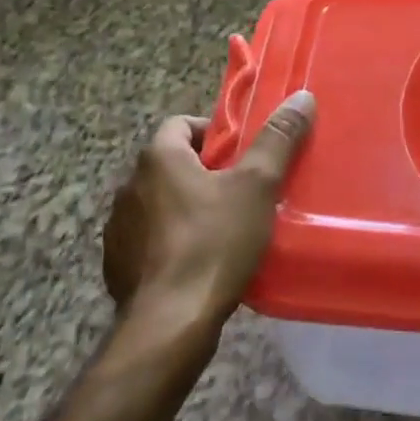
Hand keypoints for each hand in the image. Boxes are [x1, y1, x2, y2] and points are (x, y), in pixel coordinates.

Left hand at [103, 91, 315, 338]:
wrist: (169, 323)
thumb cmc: (214, 243)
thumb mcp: (257, 187)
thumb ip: (278, 140)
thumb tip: (302, 97)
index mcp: (158, 159)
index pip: (181, 124)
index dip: (213, 133)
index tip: (243, 153)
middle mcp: (129, 187)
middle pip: (172, 165)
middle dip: (206, 173)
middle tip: (244, 190)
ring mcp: (118, 229)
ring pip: (160, 204)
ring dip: (187, 209)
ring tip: (225, 229)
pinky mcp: (117, 266)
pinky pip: (150, 241)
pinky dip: (172, 243)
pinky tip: (200, 263)